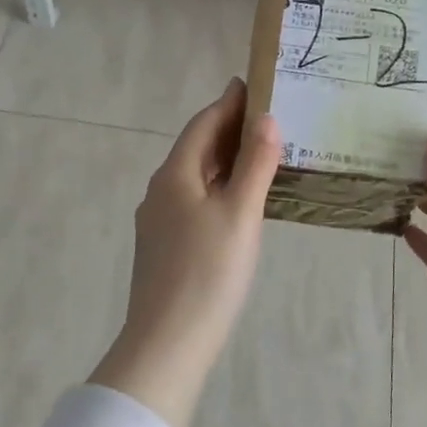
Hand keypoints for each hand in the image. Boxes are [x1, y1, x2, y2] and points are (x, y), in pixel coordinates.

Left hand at [93, 78, 281, 426]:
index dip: (228, 103)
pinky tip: (239, 203)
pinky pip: (194, 203)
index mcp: (174, 175)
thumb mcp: (239, 214)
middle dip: (229, 130)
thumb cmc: (207, 273)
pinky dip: (219, 190)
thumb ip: (255, 165)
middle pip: (196, 149)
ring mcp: (158, 222)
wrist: (168, 342)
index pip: (203, 125)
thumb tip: (266, 118)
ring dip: (225, 162)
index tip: (253, 84)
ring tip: (261, 155)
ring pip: (195, 179)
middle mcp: (160, 191)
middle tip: (268, 117)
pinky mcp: (164, 248)